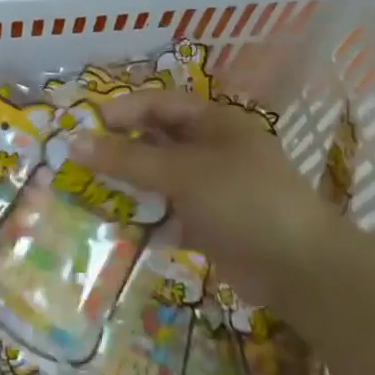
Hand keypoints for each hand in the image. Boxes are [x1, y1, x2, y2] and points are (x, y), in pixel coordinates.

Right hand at [72, 90, 342, 293]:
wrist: (301, 269)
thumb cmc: (243, 201)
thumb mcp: (182, 173)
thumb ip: (126, 159)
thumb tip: (73, 142)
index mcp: (214, 122)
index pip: (158, 104)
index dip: (121, 111)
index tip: (84, 126)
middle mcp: (212, 149)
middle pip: (155, 141)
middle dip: (118, 150)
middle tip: (79, 162)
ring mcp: (212, 188)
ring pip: (158, 178)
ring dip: (128, 186)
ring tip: (89, 195)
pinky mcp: (210, 224)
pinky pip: (168, 212)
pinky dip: (145, 218)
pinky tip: (118, 228)